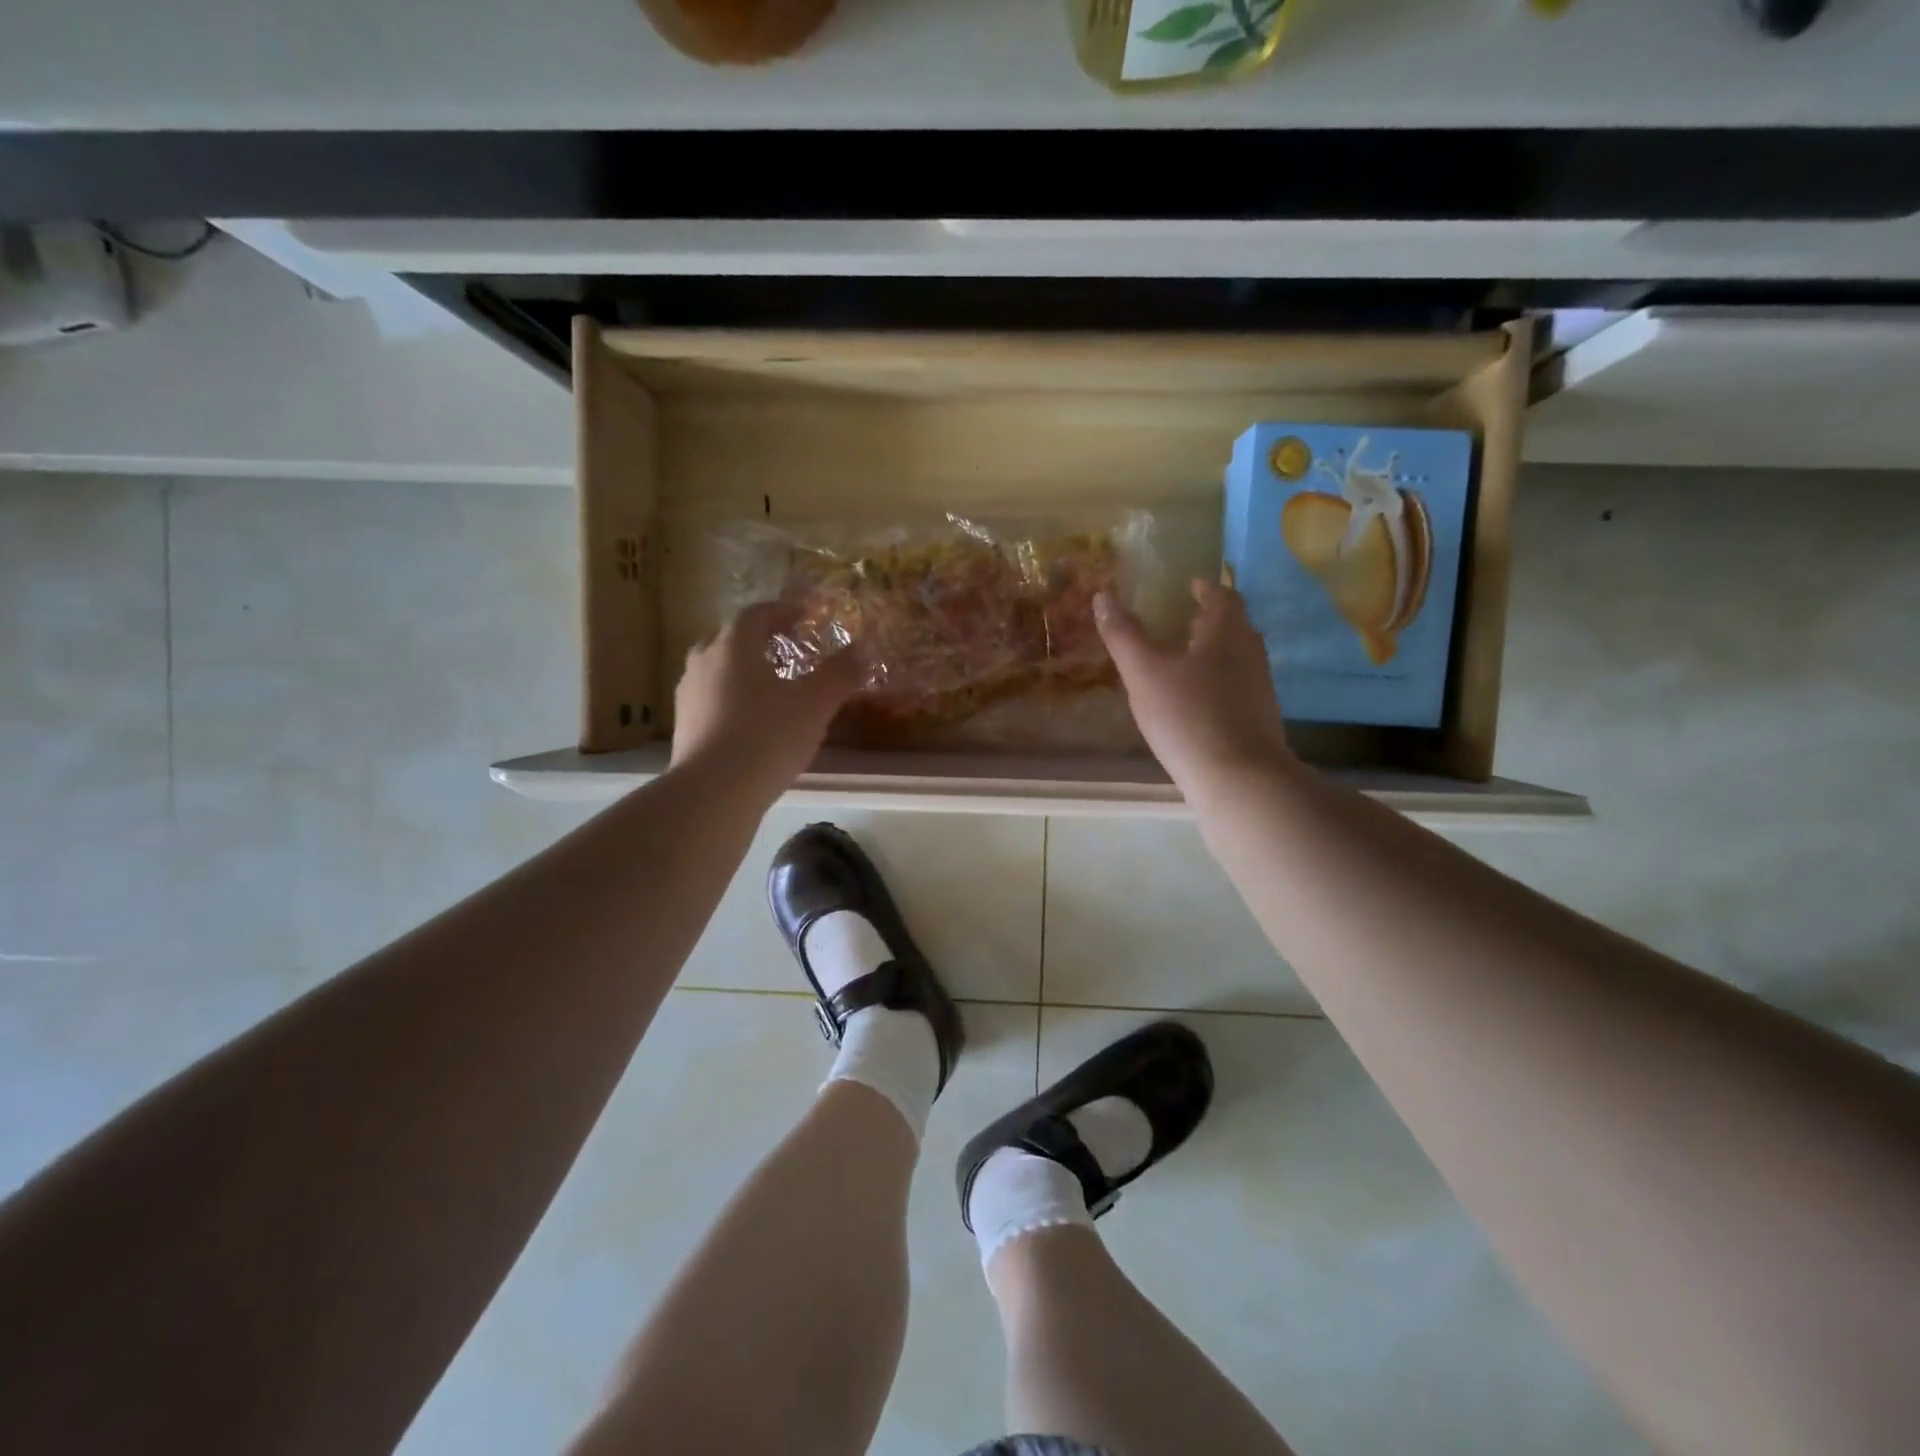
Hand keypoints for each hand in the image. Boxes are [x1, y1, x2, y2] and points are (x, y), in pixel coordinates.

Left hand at [671, 602, 861, 793]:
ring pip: (715, 670)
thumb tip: (862, 650)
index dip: (782, 611)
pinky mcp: (684, 728)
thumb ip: (839, 674)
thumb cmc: (768, 737)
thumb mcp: (815, 704)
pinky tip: (751, 722)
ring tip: (769, 686)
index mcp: (733, 647)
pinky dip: (731, 700)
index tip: (805, 615)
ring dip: (741, 670)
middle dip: (757, 639)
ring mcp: (688, 697)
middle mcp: (703, 663)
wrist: (714, 792)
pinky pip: (710, 700)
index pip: (755, 614)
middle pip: (729, 638)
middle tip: (785, 648)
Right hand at [1096, 579, 1295, 790]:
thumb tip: (1103, 596)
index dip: (1207, 588)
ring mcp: (1259, 689)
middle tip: (1181, 620)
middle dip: (1209, 620)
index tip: (1190, 585)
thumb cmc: (1188, 716)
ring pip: (1236, 658)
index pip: (1223, 597)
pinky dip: (1217, 682)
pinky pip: (1237, 687)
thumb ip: (1123, 635)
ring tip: (1182, 660)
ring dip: (1213, 652)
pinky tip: (1194, 702)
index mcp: (1227, 633)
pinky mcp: (1258, 719)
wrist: (1239, 779)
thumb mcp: (1145, 674)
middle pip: (1234, 626)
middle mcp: (1250, 654)